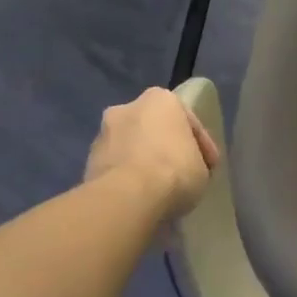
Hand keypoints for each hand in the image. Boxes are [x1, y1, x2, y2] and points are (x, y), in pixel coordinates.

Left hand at [83, 88, 219, 217]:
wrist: (126, 197)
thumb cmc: (174, 171)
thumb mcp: (203, 167)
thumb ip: (194, 159)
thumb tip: (188, 167)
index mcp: (160, 99)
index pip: (188, 121)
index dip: (202, 145)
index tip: (209, 167)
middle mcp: (127, 108)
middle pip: (154, 129)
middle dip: (165, 147)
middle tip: (180, 173)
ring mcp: (103, 134)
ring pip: (131, 147)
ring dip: (143, 163)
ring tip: (158, 189)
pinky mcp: (87, 162)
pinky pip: (116, 167)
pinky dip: (127, 179)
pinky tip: (140, 197)